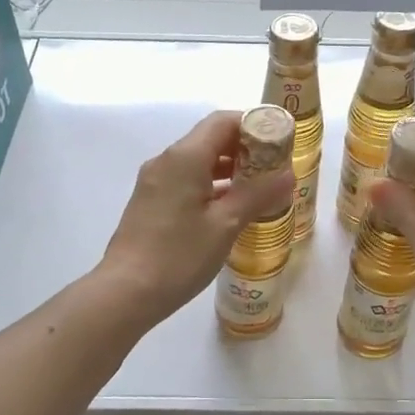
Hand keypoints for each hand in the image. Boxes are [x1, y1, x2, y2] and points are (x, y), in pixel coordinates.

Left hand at [97, 110, 295, 326]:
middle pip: (210, 138)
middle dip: (245, 149)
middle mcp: (166, 161)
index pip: (223, 121)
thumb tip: (288, 174)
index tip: (280, 144)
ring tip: (259, 190)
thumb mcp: (226, 225)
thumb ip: (258, 195)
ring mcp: (155, 181)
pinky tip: (231, 209)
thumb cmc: (179, 256)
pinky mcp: (151, 202)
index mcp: (185, 157)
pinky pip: (186, 180)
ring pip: (198, 161)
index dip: (254, 126)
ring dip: (229, 169)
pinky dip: (211, 185)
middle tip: (275, 169)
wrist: (126, 292)